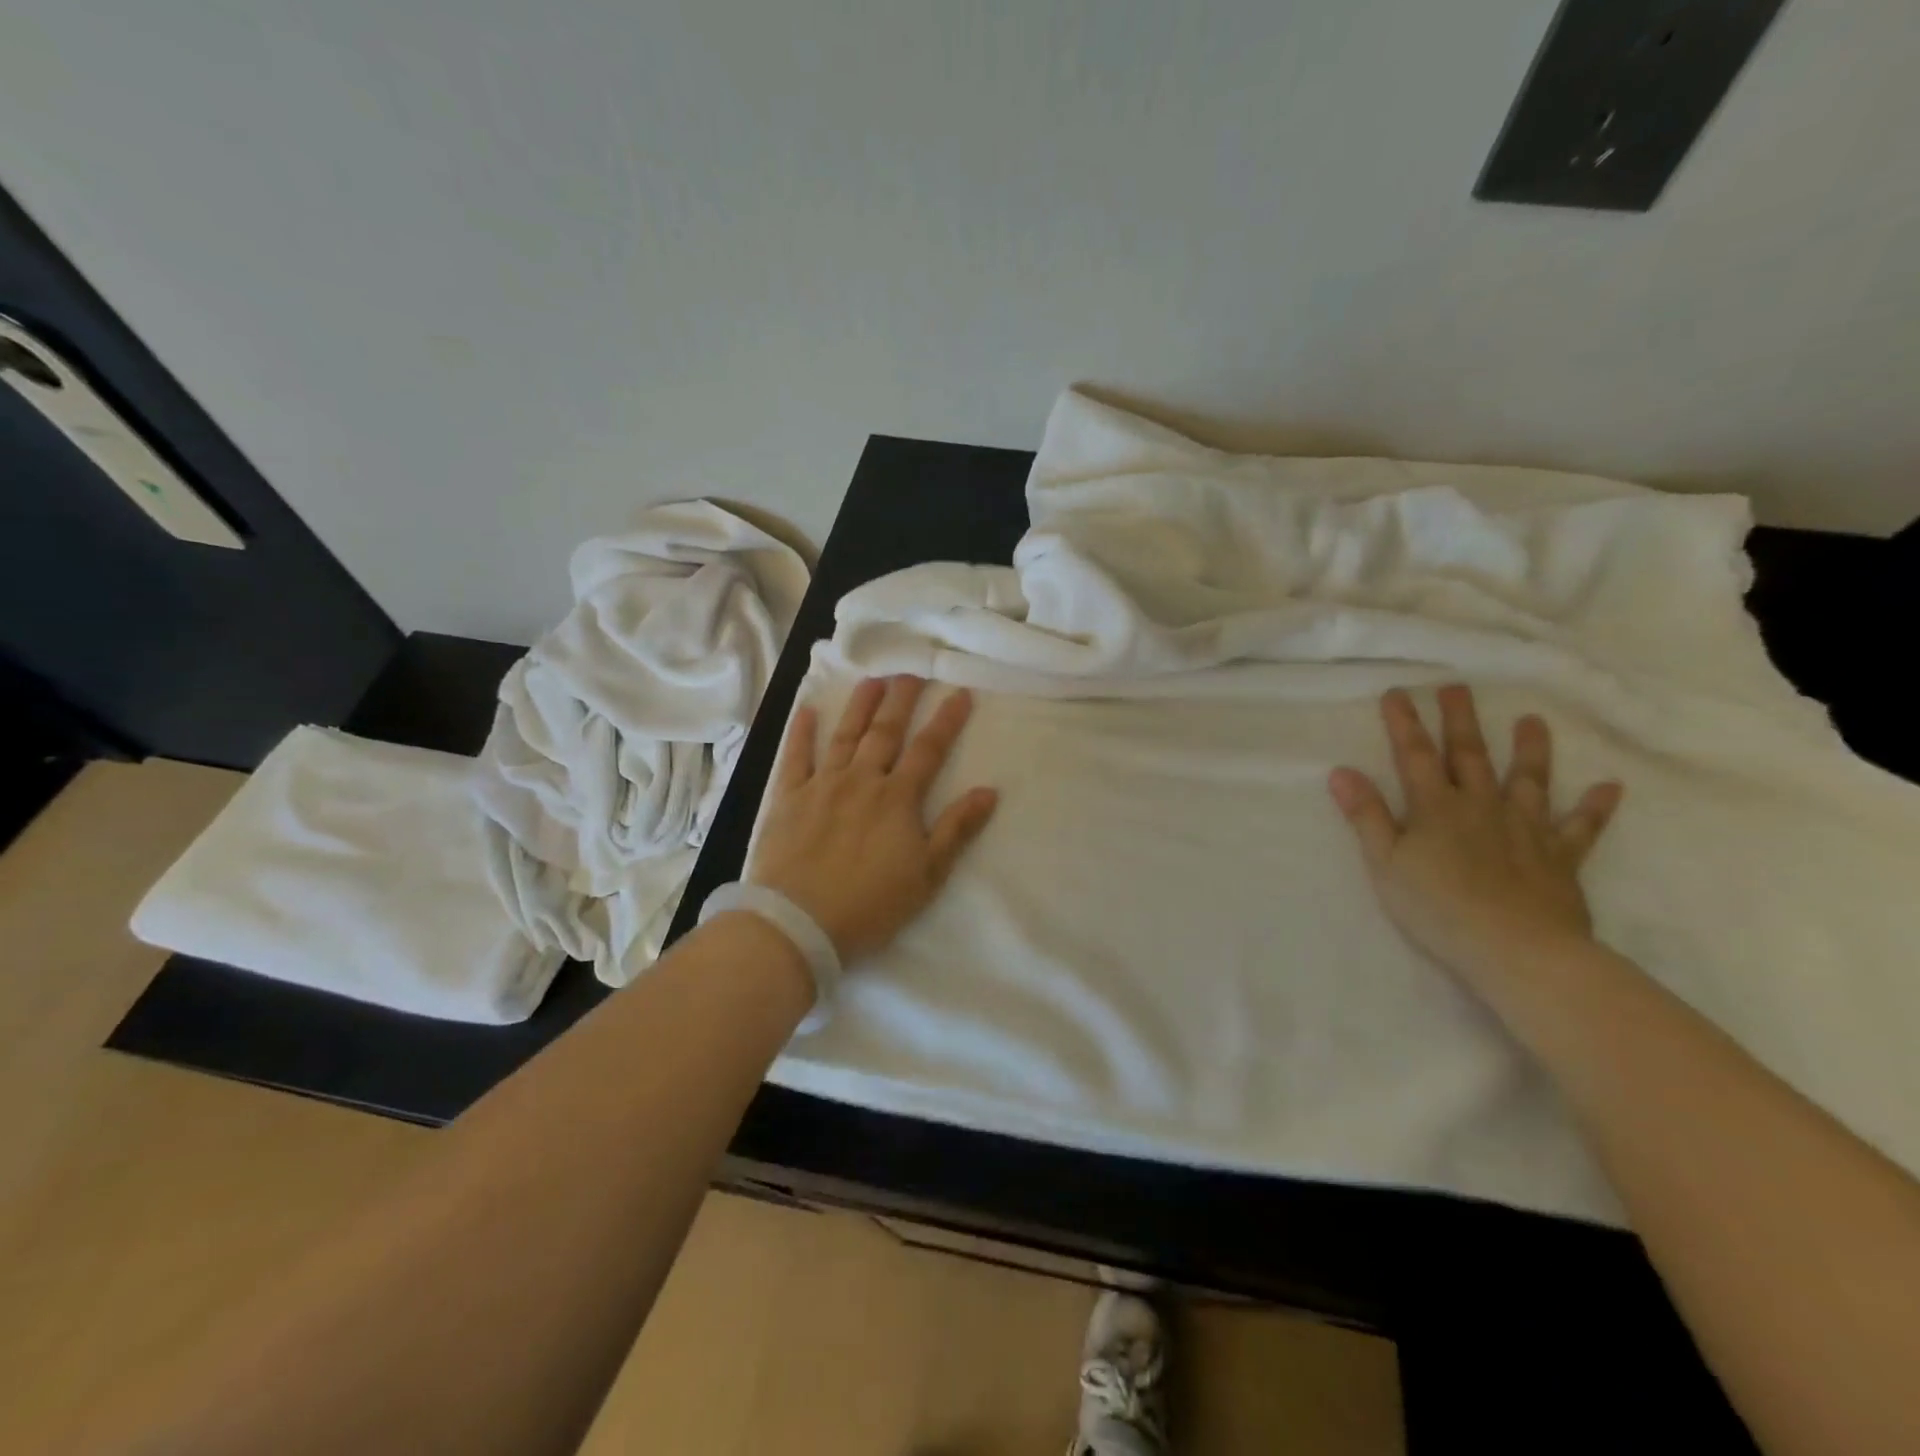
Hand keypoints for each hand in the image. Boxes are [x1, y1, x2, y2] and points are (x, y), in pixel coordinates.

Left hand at [749, 675, 999, 963]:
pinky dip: (801, 733)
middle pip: (886, 732)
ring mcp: (822, 785)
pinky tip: (806, 711)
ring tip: (872, 680)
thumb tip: (988, 791)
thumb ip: (956, 829)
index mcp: (896, 798)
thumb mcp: (927, 875)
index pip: (928, 750)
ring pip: (844, 736)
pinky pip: (795, 758)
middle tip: (912, 671)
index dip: (946, 721)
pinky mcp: (787, 798)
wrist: (798, 922)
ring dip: (859, 706)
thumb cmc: (870, 905)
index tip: (960, 693)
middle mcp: (861, 780)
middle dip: (902, 700)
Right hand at [1327, 685, 1622, 989]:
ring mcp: (1526, 829)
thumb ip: (1367, 816)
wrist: (1516, 949)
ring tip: (1533, 720)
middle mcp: (1482, 807)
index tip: (1398, 692)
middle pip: (1470, 756)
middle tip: (1458, 688)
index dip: (1405, 723)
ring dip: (1530, 749)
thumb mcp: (1386, 863)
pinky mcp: (1560, 858)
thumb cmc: (1437, 907)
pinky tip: (1611, 787)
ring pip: (1528, 780)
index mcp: (1436, 808)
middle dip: (1461, 720)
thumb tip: (1341, 772)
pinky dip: (1596, 808)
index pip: (1416, 756)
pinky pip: (1581, 828)